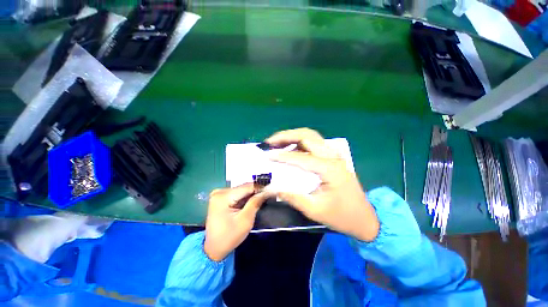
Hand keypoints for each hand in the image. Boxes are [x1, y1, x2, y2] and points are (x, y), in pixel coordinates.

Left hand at [204, 184, 271, 260]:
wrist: (214, 249)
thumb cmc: (229, 237)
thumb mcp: (245, 220)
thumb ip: (255, 202)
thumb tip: (266, 191)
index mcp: (223, 196)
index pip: (247, 187)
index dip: (261, 188)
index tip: (272, 191)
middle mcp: (219, 191)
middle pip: (244, 188)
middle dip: (256, 192)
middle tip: (268, 196)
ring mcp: (219, 194)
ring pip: (241, 190)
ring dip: (251, 195)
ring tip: (262, 199)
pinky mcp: (220, 198)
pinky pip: (237, 194)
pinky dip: (245, 198)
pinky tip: (251, 202)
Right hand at [265, 128, 379, 241]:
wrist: (365, 218)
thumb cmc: (341, 216)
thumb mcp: (314, 209)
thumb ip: (291, 196)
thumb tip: (270, 188)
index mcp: (329, 168)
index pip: (300, 157)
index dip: (281, 155)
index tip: (266, 155)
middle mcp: (332, 156)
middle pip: (307, 135)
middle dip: (286, 136)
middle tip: (270, 142)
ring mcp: (333, 155)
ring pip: (311, 136)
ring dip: (293, 136)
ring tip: (277, 142)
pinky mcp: (332, 158)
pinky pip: (313, 143)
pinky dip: (299, 142)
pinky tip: (290, 148)